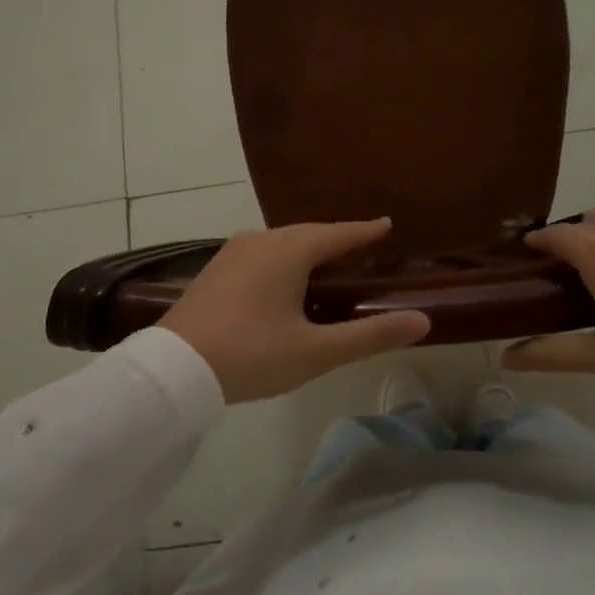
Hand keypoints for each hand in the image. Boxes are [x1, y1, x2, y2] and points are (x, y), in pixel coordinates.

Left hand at [159, 218, 430, 402]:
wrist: (173, 369)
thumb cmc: (250, 355)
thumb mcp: (316, 351)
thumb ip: (370, 335)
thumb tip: (422, 320)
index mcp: (288, 251)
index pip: (338, 234)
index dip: (366, 231)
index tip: (387, 224)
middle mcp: (261, 241)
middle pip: (309, 233)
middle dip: (337, 238)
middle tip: (363, 247)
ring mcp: (232, 253)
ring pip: (282, 242)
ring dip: (308, 248)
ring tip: (328, 264)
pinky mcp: (215, 271)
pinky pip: (262, 253)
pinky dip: (284, 259)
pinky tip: (284, 280)